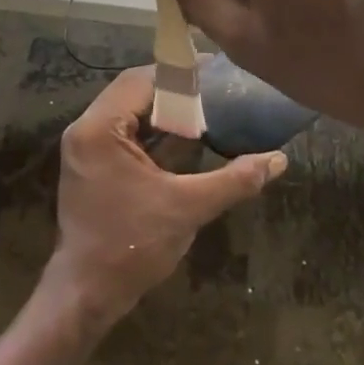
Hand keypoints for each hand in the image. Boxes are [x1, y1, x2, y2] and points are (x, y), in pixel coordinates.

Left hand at [45, 66, 284, 323]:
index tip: (214, 70)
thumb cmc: (133, 246)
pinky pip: (123, 130)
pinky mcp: (90, 163)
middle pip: (132, 90)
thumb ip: (234, 180)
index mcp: (99, 129)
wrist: (87, 294)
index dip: (178, 74)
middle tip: (213, 87)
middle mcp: (85, 129)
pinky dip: (151, 128)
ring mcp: (84, 147)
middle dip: (172, 88)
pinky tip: (183, 134)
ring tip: (204, 105)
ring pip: (127, 110)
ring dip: (162, 108)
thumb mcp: (188, 208)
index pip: (140, 81)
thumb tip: (279, 159)